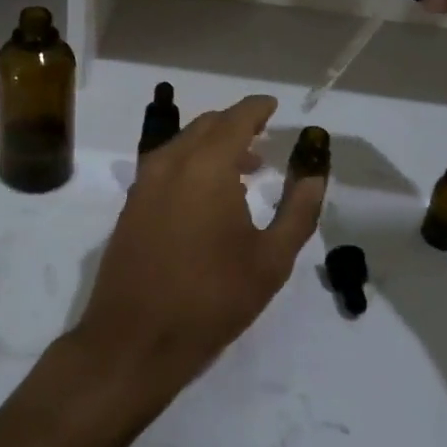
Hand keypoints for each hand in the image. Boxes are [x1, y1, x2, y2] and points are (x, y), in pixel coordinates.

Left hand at [73, 95, 325, 396]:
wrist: (135, 339)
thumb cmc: (212, 298)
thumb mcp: (271, 260)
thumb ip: (298, 211)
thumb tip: (316, 175)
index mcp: (207, 165)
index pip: (236, 118)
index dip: (257, 109)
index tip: (273, 107)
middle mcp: (171, 162)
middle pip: (206, 125)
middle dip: (235, 126)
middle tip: (263, 142)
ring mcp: (145, 183)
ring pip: (182, 144)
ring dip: (212, 146)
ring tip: (242, 170)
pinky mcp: (131, 205)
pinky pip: (165, 165)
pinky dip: (190, 163)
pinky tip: (207, 195)